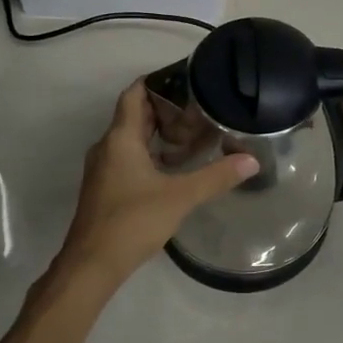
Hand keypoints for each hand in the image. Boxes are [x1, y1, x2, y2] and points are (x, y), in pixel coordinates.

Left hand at [57, 79, 257, 289]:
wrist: (91, 266)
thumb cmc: (132, 221)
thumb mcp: (180, 197)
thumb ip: (216, 177)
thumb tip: (252, 160)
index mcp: (120, 138)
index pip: (134, 94)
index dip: (156, 81)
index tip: (184, 77)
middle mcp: (107, 147)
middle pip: (134, 115)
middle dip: (164, 108)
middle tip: (198, 105)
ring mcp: (103, 169)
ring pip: (131, 138)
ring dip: (157, 132)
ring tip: (192, 132)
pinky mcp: (105, 188)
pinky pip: (128, 157)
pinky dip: (150, 153)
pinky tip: (174, 166)